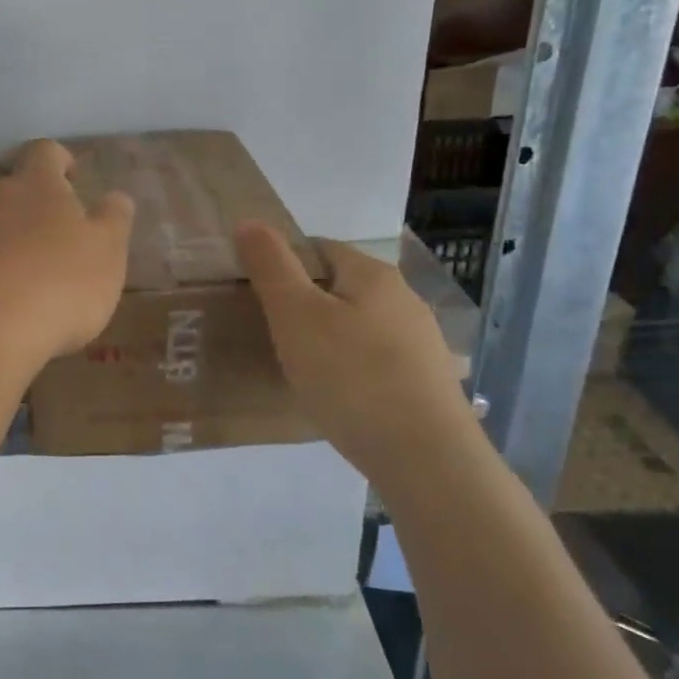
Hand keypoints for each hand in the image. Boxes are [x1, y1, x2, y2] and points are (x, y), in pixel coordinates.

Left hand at [0, 140, 133, 377]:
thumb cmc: (53, 292)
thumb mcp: (106, 260)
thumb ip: (112, 223)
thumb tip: (116, 197)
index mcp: (35, 187)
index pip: (46, 153)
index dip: (58, 160)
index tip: (69, 176)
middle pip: (4, 189)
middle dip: (20, 211)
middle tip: (39, 248)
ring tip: (1, 283)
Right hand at [237, 222, 475, 478]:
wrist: (426, 458)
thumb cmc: (351, 377)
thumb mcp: (295, 316)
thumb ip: (271, 266)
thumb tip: (249, 220)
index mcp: (372, 274)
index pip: (319, 248)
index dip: (283, 264)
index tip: (257, 296)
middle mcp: (404, 298)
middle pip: (342, 285)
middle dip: (306, 302)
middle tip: (273, 335)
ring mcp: (422, 341)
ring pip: (361, 324)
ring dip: (331, 336)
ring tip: (303, 368)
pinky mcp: (428, 381)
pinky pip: (378, 359)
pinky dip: (354, 367)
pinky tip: (341, 396)